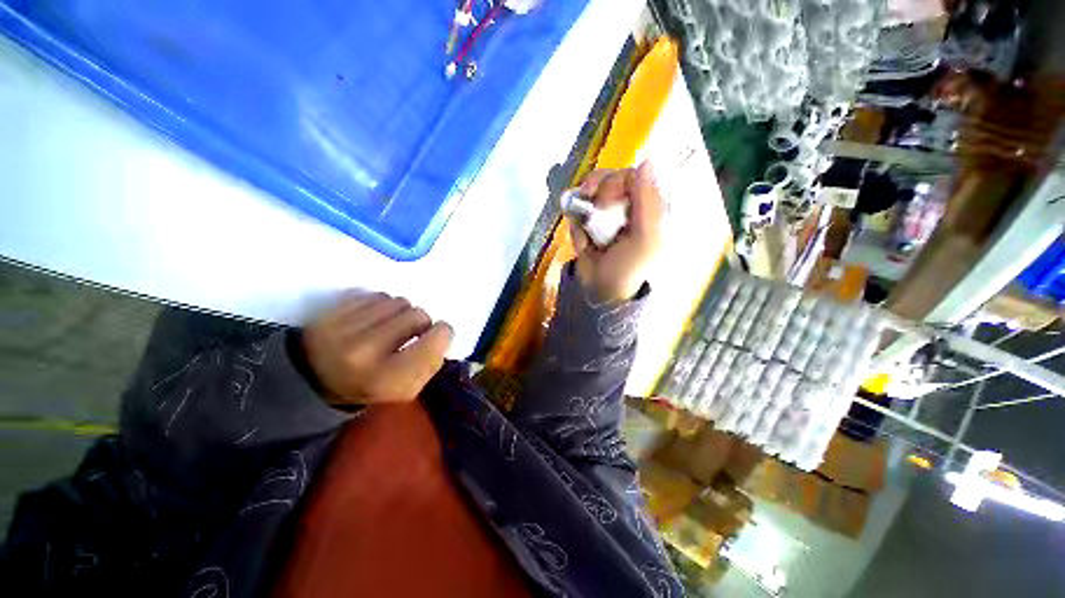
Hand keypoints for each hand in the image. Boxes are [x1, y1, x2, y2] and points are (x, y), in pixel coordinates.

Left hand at [302, 294, 452, 404]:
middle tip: (408, 332)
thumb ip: (431, 362)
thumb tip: (441, 332)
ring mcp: (345, 328)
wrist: (314, 377)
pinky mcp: (331, 310)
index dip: (442, 333)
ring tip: (388, 324)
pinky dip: (380, 304)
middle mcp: (367, 351)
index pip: (436, 337)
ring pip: (398, 300)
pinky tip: (372, 317)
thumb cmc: (370, 384)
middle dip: (419, 322)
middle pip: (418, 314)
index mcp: (390, 377)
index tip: (435, 335)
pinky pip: (376, 294)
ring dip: (400, 311)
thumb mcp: (407, 389)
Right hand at [570, 162, 661, 302]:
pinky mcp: (588, 223)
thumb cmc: (629, 268)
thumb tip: (647, 161)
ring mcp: (606, 213)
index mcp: (648, 206)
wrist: (601, 291)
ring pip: (590, 192)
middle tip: (594, 215)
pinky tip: (584, 242)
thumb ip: (647, 201)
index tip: (605, 200)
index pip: (632, 175)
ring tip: (588, 234)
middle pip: (609, 179)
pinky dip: (577, 226)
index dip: (615, 182)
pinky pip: (577, 212)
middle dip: (598, 197)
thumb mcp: (645, 238)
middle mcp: (628, 205)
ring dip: (584, 213)